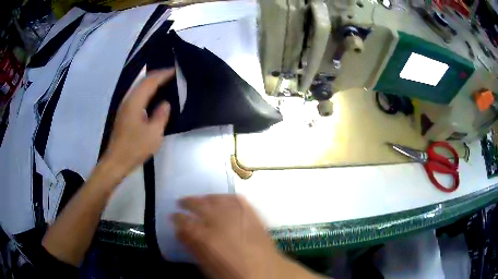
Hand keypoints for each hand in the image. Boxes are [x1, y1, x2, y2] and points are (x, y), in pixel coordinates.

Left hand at [102, 69, 173, 178]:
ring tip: (164, 82)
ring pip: (138, 88)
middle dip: (157, 75)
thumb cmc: (135, 148)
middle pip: (142, 82)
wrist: (116, 161)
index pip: (150, 82)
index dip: (162, 75)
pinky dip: (146, 92)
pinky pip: (137, 96)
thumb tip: (165, 104)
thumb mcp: (153, 133)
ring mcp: (124, 108)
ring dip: (151, 83)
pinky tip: (152, 97)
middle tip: (171, 74)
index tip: (175, 70)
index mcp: (135, 102)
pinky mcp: (124, 115)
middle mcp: (128, 101)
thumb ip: (161, 116)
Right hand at [173, 195, 324, 278]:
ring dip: (205, 198)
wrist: (266, 273)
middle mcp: (219, 221)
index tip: (173, 216)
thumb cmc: (232, 274)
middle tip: (181, 202)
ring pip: (216, 199)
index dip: (176, 217)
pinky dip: (227, 198)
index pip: (183, 221)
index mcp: (204, 237)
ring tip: (201, 199)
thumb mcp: (206, 265)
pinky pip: (237, 200)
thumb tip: (182, 233)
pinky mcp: (251, 214)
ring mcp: (237, 215)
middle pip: (198, 204)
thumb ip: (193, 247)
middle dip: (187, 202)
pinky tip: (223, 199)